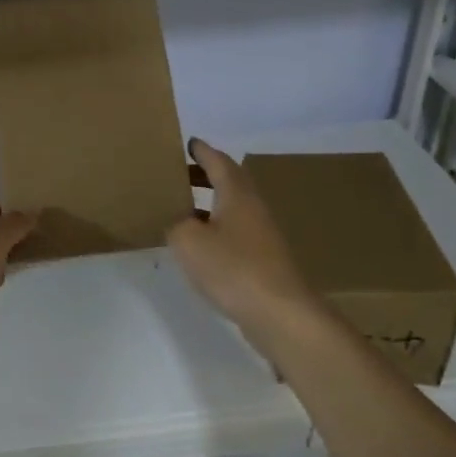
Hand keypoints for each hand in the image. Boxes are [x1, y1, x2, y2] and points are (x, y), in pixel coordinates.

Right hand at [167, 139, 319, 357]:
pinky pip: (234, 232)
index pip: (218, 161)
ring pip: (232, 208)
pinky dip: (215, 229)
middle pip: (229, 182)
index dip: (202, 151)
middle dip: (204, 175)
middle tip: (178, 175)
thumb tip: (176, 222)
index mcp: (236, 194)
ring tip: (182, 208)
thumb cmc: (232, 267)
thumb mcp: (188, 241)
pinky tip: (199, 245)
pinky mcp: (262, 259)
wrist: (280, 313)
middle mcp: (252, 208)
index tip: (187, 143)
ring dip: (209, 203)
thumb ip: (175, 224)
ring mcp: (261, 235)